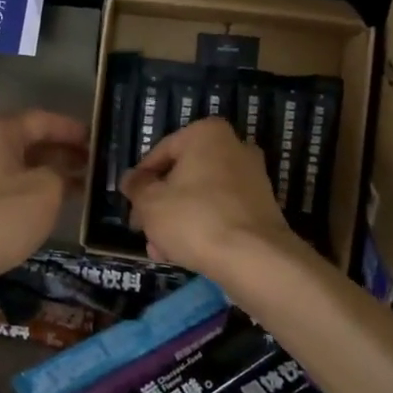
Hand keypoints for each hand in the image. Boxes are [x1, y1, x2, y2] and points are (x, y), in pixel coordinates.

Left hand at [0, 111, 88, 289]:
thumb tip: (59, 174)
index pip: (41, 120)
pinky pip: (2, 190)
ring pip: (14, 169)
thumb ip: (61, 174)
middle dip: (60, 154)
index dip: (71, 130)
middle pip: (25, 143)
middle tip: (91, 168)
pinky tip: (45, 209)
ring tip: (77, 190)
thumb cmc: (0, 215)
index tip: (96, 141)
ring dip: (45, 176)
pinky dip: (27, 194)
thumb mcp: (46, 190)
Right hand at [120, 117, 297, 276]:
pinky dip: (202, 227)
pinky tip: (183, 253)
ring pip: (201, 196)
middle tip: (142, 228)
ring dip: (177, 220)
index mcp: (206, 134)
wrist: (253, 257)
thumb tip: (130, 179)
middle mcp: (234, 147)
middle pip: (182, 176)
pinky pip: (221, 211)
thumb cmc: (194, 218)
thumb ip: (136, 187)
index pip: (161, 152)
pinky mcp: (262, 207)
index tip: (130, 203)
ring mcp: (252, 177)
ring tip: (159, 249)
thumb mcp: (150, 202)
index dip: (140, 180)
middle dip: (159, 204)